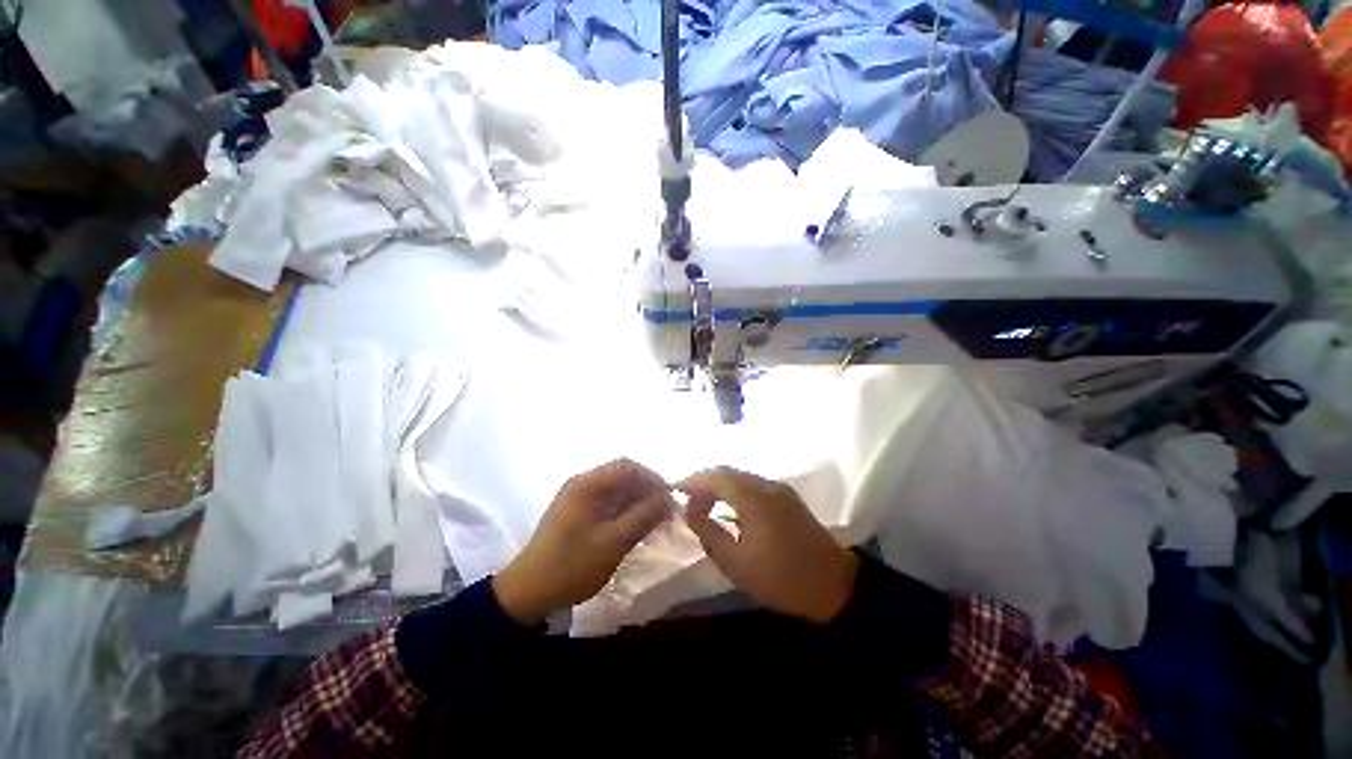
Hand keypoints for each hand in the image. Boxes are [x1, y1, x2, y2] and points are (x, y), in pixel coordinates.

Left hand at [493, 459, 673, 624]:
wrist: (528, 593)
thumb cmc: (571, 566)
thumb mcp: (613, 543)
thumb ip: (644, 517)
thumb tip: (669, 498)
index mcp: (587, 484)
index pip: (628, 467)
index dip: (653, 479)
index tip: (671, 499)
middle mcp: (583, 483)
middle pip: (623, 475)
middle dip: (647, 490)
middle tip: (666, 512)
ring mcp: (579, 497)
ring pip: (617, 489)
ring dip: (637, 501)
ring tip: (655, 521)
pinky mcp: (578, 511)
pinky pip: (608, 502)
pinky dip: (625, 510)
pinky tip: (636, 526)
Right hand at [678, 467, 857, 623]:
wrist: (834, 585)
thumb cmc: (781, 578)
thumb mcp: (736, 563)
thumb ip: (708, 531)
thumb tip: (689, 509)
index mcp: (753, 498)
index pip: (715, 477)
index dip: (692, 480)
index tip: (674, 490)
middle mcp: (766, 484)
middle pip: (727, 471)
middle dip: (703, 480)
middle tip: (685, 497)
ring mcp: (779, 488)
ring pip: (740, 476)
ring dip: (719, 484)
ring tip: (702, 502)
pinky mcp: (786, 496)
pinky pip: (752, 484)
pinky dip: (734, 489)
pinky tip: (727, 506)